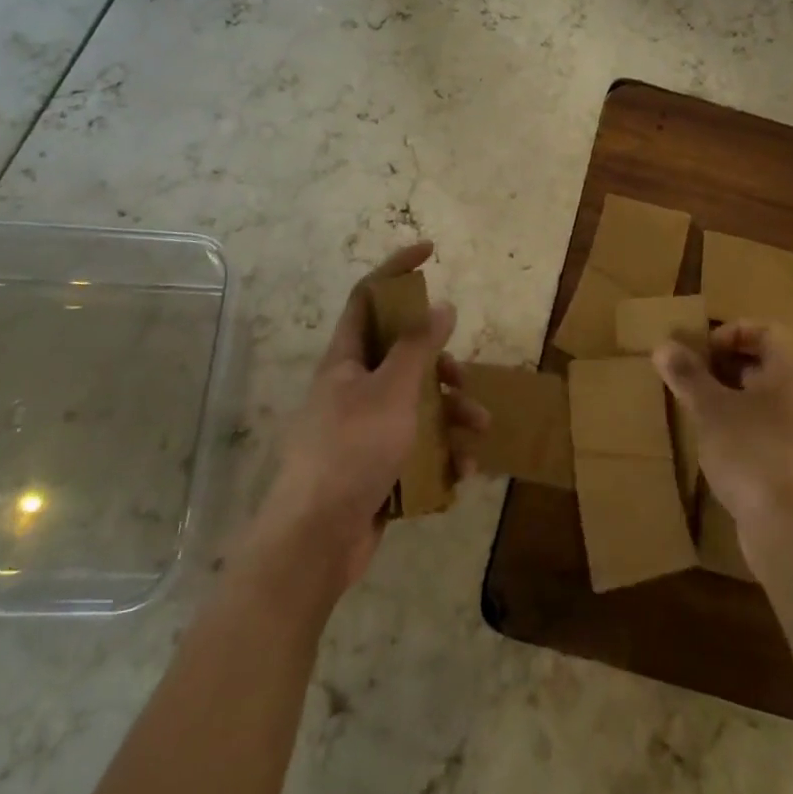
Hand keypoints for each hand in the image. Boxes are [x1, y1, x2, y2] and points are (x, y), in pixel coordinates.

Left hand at [255, 242, 489, 591]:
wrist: (315, 541)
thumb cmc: (351, 451)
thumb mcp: (392, 391)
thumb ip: (418, 347)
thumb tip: (440, 305)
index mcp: (346, 360)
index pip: (368, 296)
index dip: (396, 269)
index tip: (429, 251)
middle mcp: (353, 388)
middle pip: (403, 356)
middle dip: (441, 365)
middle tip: (462, 377)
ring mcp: (364, 429)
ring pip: (417, 404)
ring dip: (451, 414)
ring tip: (476, 434)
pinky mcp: (376, 467)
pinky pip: (416, 447)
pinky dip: (442, 454)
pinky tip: (462, 471)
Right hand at [652, 321, 792, 536]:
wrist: (791, 529)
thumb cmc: (750, 452)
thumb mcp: (709, 408)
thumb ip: (687, 375)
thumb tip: (663, 346)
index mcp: (790, 372)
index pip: (765, 332)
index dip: (730, 333)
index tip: (700, 351)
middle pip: (763, 364)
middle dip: (724, 365)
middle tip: (690, 377)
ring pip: (764, 398)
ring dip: (730, 397)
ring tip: (697, 409)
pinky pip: (767, 428)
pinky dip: (741, 426)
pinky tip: (716, 444)